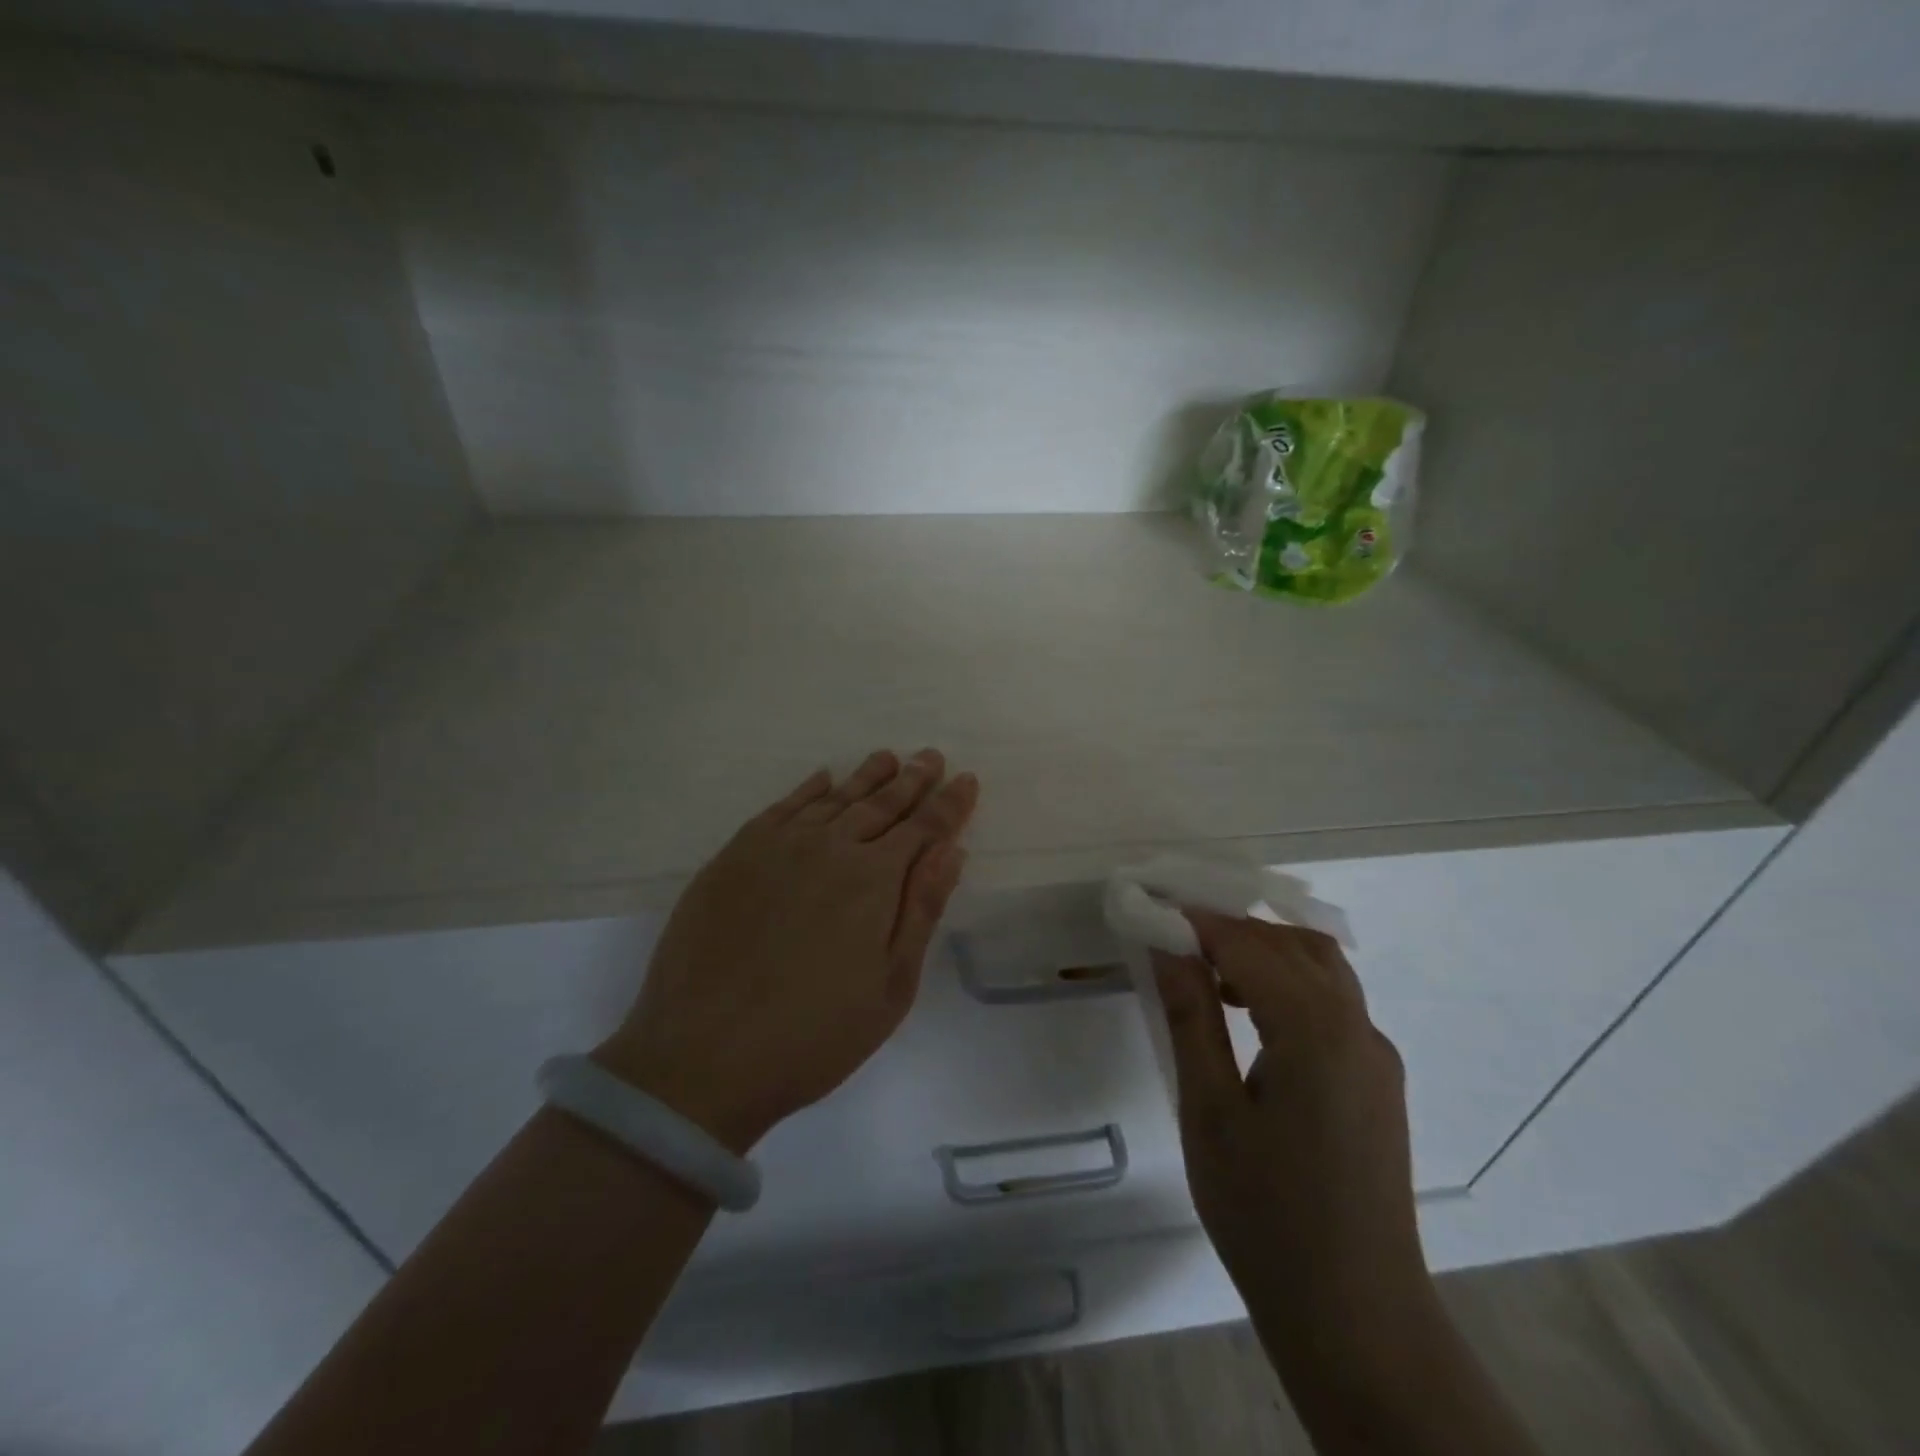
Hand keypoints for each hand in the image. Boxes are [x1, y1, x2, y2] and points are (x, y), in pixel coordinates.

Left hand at [596, 749, 978, 1154]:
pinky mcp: (735, 855)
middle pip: (880, 804)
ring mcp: (778, 847)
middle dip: (912, 780)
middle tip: (931, 756)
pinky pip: (782, 808)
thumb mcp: (890, 986)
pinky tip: (823, 778)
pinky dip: (808, 789)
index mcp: (873, 879)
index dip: (949, 804)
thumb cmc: (813, 1034)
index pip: (923, 828)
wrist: (702, 1055)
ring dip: (866, 777)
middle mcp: (829, 847)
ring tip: (888, 757)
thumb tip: (951, 850)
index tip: (967, 779)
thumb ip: (922, 909)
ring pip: (834, 799)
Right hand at [1152, 912, 1437, 1372]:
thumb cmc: (1266, 1214)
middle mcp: (1358, 1028)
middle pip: (1294, 943)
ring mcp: (1376, 1055)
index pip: (1249, 945)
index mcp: (1316, 1030)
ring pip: (1321, 969)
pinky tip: (1250, 1015)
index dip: (1197, 920)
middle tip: (1174, 934)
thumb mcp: (1210, 1111)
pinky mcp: (1378, 1082)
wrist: (1357, 1318)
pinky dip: (1288, 984)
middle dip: (1233, 927)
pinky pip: (1333, 1004)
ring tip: (1205, 970)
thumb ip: (1191, 1016)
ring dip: (1264, 952)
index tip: (1150, 906)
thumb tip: (1167, 946)